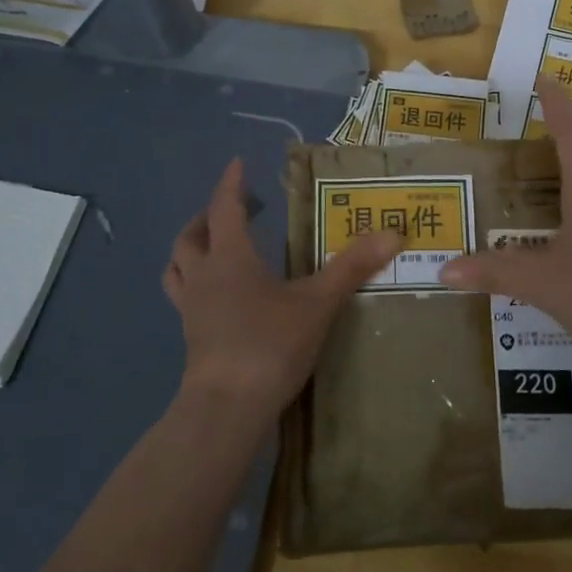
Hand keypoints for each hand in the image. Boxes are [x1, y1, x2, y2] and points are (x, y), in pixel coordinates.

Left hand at [163, 159, 400, 424]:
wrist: (227, 408)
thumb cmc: (270, 345)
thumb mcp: (317, 303)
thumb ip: (352, 267)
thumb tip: (392, 232)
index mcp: (230, 257)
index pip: (224, 208)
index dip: (231, 184)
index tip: (238, 164)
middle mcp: (203, 276)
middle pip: (191, 235)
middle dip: (209, 216)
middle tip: (235, 211)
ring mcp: (191, 308)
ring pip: (178, 266)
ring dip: (192, 249)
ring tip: (214, 248)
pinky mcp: (190, 336)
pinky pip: (184, 297)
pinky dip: (195, 283)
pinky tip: (219, 297)